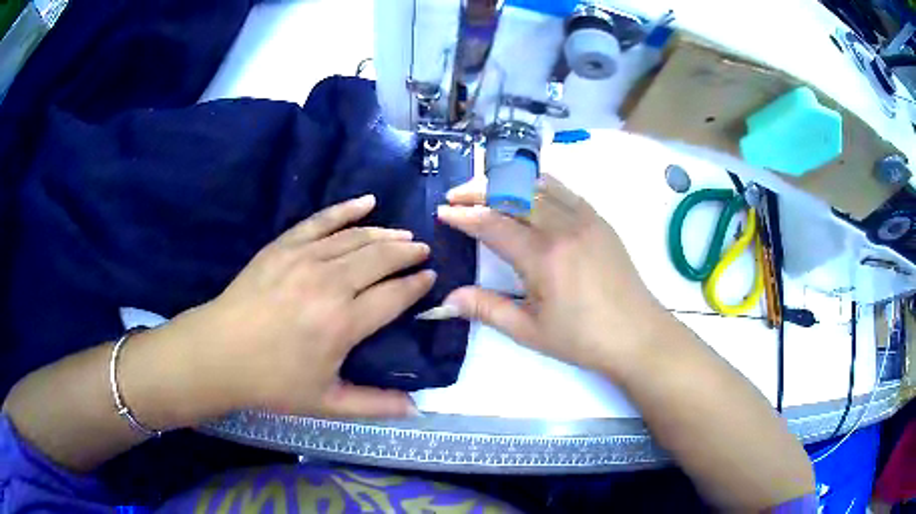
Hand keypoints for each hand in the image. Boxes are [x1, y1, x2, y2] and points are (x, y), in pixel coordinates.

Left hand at [146, 195, 431, 423]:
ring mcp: (305, 258)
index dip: (417, 284)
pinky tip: (366, 201)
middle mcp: (330, 284)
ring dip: (386, 234)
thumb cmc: (272, 381)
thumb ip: (374, 405)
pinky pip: (322, 220)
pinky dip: (347, 209)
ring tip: (404, 235)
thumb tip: (416, 409)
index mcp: (344, 323)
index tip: (430, 277)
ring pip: (357, 237)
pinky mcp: (284, 246)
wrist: (220, 353)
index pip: (395, 295)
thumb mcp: (326, 403)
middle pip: (381, 258)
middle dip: (408, 253)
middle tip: (423, 251)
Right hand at [437, 175, 671, 377]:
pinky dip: (537, 185)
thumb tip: (448, 299)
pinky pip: (563, 189)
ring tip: (486, 191)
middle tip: (456, 197)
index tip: (442, 212)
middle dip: (479, 190)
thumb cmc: (582, 338)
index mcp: (544, 256)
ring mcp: (585, 218)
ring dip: (507, 182)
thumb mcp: (530, 331)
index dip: (463, 215)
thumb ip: (487, 309)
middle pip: (513, 192)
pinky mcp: (599, 219)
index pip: (493, 223)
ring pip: (538, 183)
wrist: (637, 334)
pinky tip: (527, 194)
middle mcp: (563, 226)